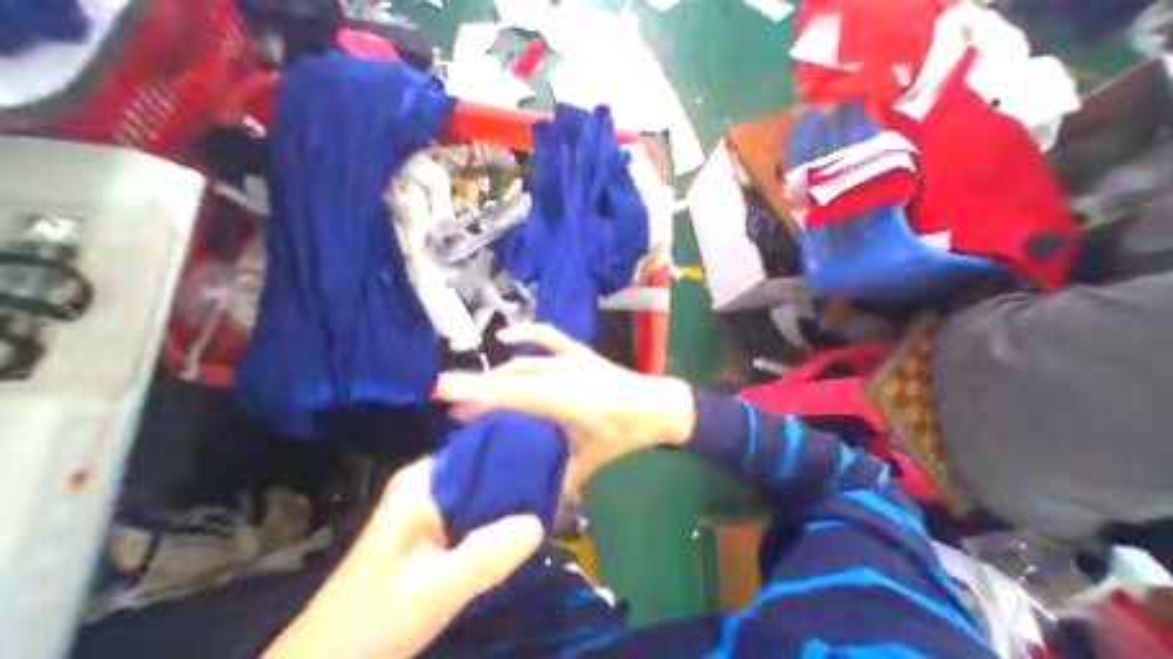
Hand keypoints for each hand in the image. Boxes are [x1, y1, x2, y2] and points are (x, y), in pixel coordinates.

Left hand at [263, 459, 543, 658]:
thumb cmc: (366, 628)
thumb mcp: (430, 594)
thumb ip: (484, 557)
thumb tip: (539, 523)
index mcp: (424, 479)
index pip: (479, 443)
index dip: (514, 444)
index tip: (550, 447)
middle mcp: (432, 482)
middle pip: (485, 463)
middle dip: (519, 470)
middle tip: (559, 473)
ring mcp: (435, 504)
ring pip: (485, 487)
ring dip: (513, 493)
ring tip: (553, 490)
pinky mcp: (439, 526)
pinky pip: (480, 509)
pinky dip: (501, 514)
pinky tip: (526, 520)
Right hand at [438, 324, 693, 494]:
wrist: (656, 404)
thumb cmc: (626, 432)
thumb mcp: (591, 459)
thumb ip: (561, 476)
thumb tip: (537, 500)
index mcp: (563, 400)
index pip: (510, 395)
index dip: (475, 393)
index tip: (442, 391)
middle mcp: (561, 375)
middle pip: (511, 380)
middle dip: (479, 391)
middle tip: (453, 408)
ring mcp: (570, 359)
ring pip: (522, 365)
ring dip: (497, 376)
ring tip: (476, 390)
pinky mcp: (578, 352)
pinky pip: (548, 336)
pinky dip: (526, 333)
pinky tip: (507, 338)